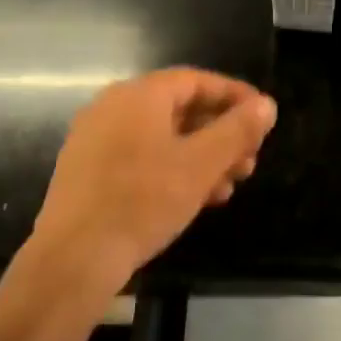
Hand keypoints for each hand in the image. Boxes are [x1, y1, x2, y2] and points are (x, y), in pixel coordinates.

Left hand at [30, 68, 276, 290]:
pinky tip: (195, 199)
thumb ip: (237, 131)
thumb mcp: (201, 165)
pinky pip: (141, 157)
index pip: (197, 81)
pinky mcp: (87, 171)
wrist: (73, 259)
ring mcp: (96, 139)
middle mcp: (113, 107)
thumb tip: (267, 105)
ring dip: (201, 157)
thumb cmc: (142, 202)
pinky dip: (172, 170)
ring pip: (162, 137)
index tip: (263, 117)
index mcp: (139, 95)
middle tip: (250, 160)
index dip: (235, 96)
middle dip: (221, 134)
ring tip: (229, 187)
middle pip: (180, 109)